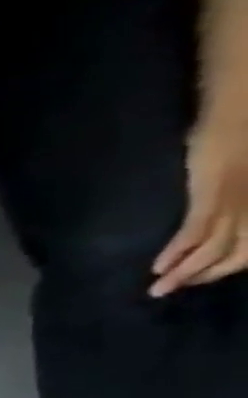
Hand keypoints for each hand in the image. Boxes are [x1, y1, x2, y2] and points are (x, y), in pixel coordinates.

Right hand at [151, 114, 247, 295]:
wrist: (242, 108)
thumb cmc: (245, 131)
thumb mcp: (237, 171)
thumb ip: (230, 194)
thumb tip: (219, 225)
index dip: (230, 263)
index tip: (202, 277)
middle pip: (237, 252)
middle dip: (207, 274)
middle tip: (176, 289)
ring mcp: (236, 202)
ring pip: (215, 248)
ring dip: (187, 272)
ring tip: (160, 288)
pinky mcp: (213, 197)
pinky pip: (196, 231)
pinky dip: (178, 252)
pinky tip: (159, 266)